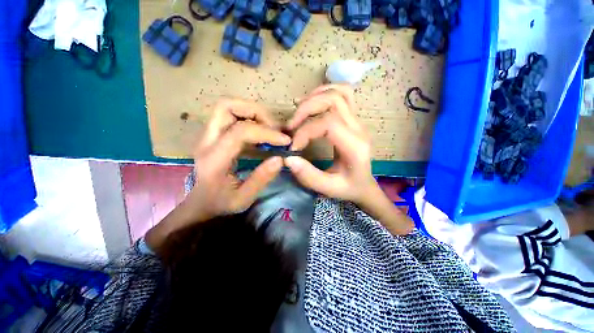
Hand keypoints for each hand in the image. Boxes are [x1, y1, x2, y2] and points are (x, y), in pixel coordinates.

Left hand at [146, 99, 290, 252]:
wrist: (198, 205)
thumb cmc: (219, 204)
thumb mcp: (243, 199)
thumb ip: (261, 179)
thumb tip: (280, 158)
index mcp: (214, 158)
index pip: (240, 131)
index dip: (266, 132)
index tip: (285, 141)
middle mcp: (207, 141)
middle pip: (226, 106)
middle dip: (255, 112)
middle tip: (274, 128)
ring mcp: (208, 136)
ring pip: (228, 107)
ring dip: (252, 113)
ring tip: (269, 129)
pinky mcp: (213, 136)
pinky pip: (231, 116)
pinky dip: (249, 118)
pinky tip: (260, 133)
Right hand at [285, 85, 412, 234]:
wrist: (364, 184)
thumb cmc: (348, 187)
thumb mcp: (328, 188)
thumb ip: (309, 176)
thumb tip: (288, 158)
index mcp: (354, 146)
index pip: (328, 123)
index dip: (305, 131)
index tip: (293, 146)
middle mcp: (358, 128)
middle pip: (333, 100)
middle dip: (307, 109)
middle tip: (291, 125)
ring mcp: (357, 120)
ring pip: (339, 91)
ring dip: (315, 96)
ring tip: (299, 110)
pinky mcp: (353, 119)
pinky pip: (343, 94)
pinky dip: (325, 93)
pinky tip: (312, 103)